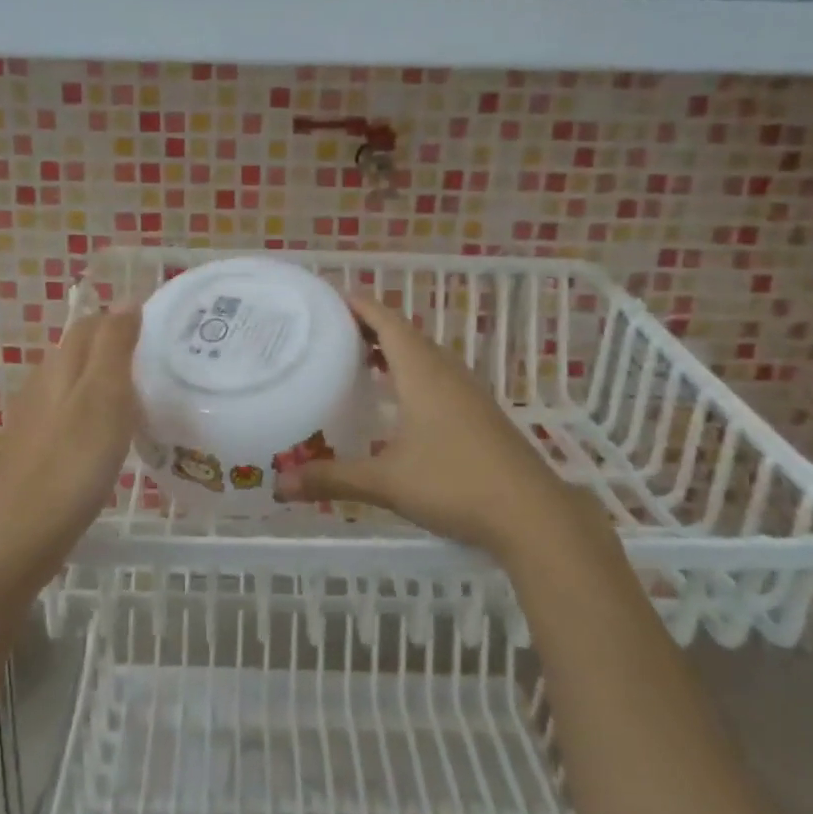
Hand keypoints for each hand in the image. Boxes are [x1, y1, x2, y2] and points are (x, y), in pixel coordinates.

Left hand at [0, 308, 140, 588]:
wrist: (18, 538)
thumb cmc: (70, 464)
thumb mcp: (103, 398)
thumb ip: (115, 347)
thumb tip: (126, 299)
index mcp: (60, 366)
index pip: (93, 323)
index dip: (125, 317)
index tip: (164, 326)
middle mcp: (43, 385)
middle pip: (81, 352)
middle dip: (118, 346)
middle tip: (163, 360)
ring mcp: (36, 421)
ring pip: (76, 385)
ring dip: (107, 381)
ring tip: (147, 395)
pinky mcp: (37, 452)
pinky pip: (71, 416)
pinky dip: (96, 413)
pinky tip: (112, 437)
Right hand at [273, 292, 583, 559]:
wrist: (532, 515)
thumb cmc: (455, 484)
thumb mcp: (386, 482)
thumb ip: (332, 479)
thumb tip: (280, 485)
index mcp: (423, 373)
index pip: (387, 322)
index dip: (359, 306)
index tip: (329, 298)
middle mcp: (447, 373)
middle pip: (406, 335)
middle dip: (371, 327)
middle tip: (332, 332)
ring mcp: (468, 393)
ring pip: (425, 357)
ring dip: (393, 352)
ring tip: (359, 360)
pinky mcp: (480, 414)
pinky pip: (438, 378)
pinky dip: (412, 375)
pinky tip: (399, 403)